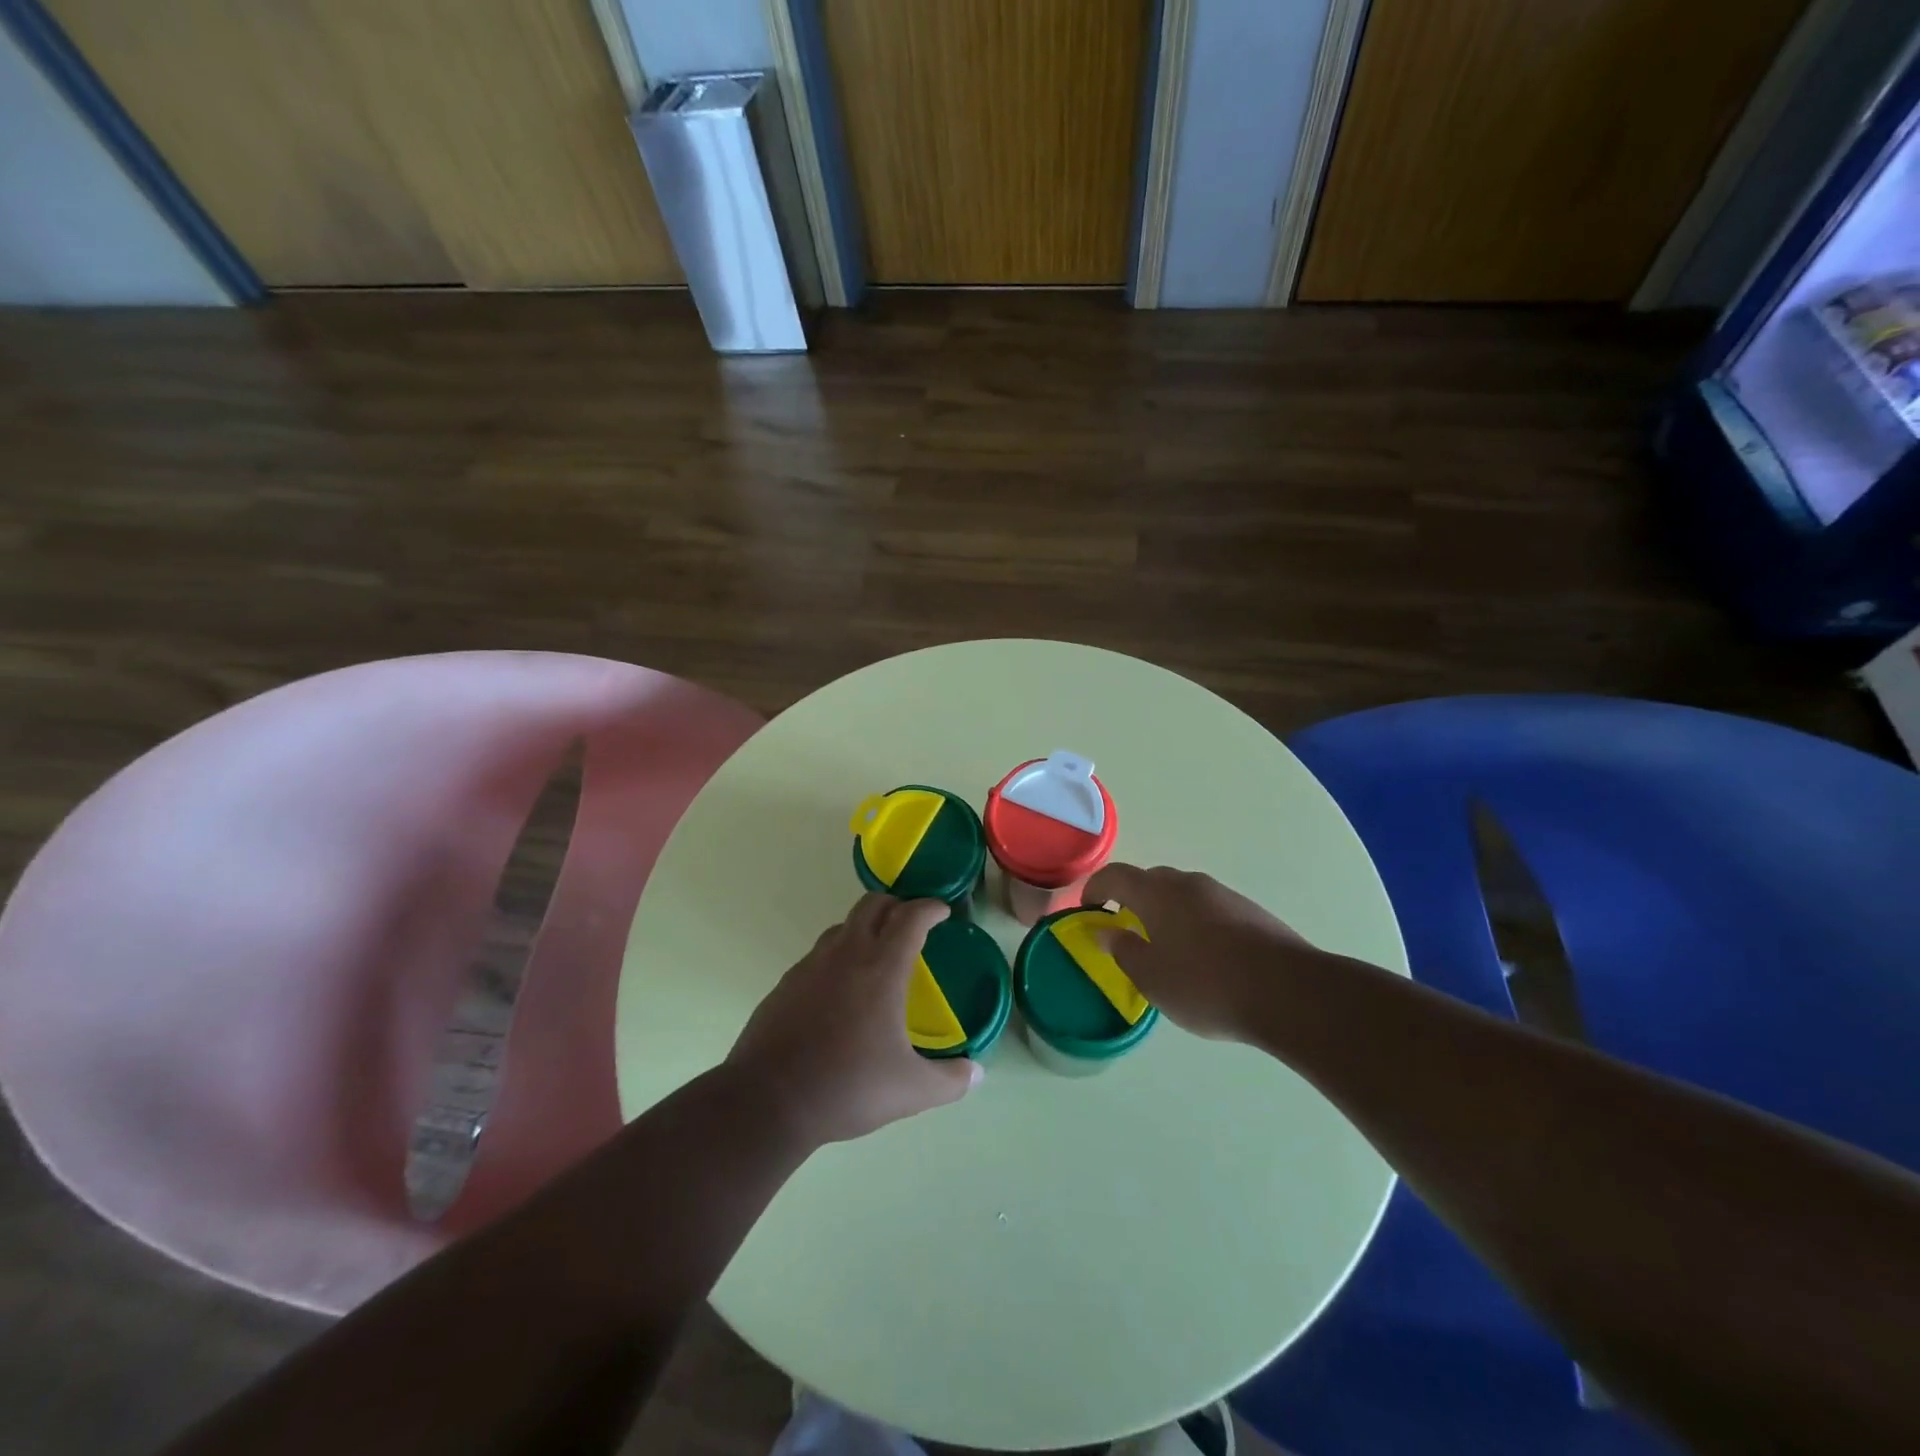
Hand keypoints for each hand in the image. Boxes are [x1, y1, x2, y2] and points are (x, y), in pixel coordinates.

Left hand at [728, 894, 981, 1145]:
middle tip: (911, 923)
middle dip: (896, 905)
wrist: (767, 1101)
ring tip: (877, 955)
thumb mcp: (911, 1090)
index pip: (910, 917)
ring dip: (864, 929)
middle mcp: (845, 955)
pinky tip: (839, 991)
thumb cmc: (848, 1087)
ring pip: (842, 927)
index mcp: (881, 968)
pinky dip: (837, 957)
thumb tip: (977, 1074)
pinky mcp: (785, 984)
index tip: (942, 911)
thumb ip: (950, 1081)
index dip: (930, 908)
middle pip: (872, 904)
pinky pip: (818, 955)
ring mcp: (810, 966)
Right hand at [1083, 863, 1321, 1041]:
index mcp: (1156, 893)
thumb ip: (1123, 950)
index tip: (1087, 909)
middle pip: (1150, 880)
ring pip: (1182, 894)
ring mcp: (1222, 894)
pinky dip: (1194, 922)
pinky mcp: (1250, 911)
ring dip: (1165, 911)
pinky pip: (1208, 908)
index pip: (1115, 876)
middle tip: (1124, 928)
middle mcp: (1187, 883)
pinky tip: (1204, 956)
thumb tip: (1105, 931)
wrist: (1289, 992)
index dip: (1095, 889)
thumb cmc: (1206, 985)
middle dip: (1131, 899)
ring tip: (1166, 946)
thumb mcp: (1151, 977)